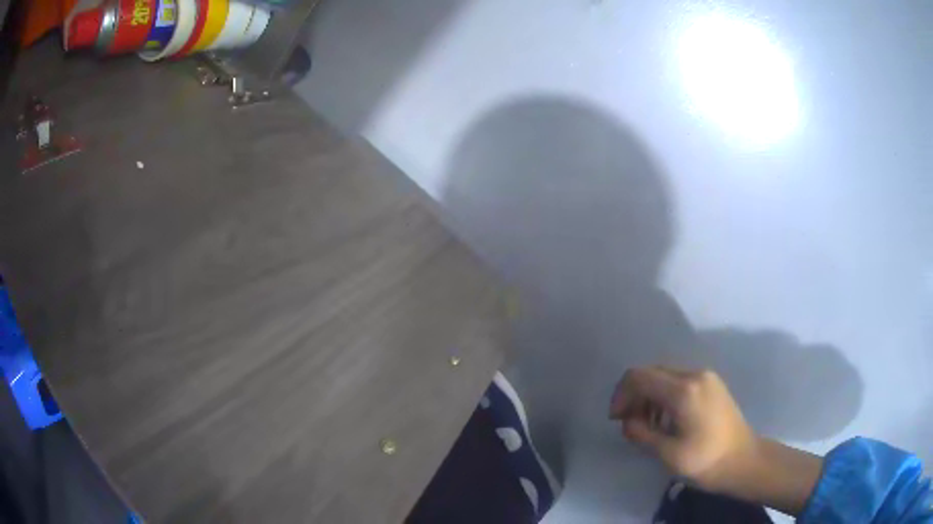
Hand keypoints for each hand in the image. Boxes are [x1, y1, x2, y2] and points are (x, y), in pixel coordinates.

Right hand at [609, 366, 822, 516]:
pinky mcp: (712, 385)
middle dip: (635, 396)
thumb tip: (628, 421)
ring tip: (649, 426)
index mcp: (684, 390)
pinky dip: (665, 397)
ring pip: (665, 377)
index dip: (621, 394)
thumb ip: (641, 433)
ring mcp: (706, 377)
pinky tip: (668, 420)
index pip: (640, 376)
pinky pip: (680, 382)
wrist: (744, 461)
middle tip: (630, 424)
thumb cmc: (706, 461)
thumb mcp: (667, 453)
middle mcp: (695, 374)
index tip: (617, 419)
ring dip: (650, 397)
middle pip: (652, 373)